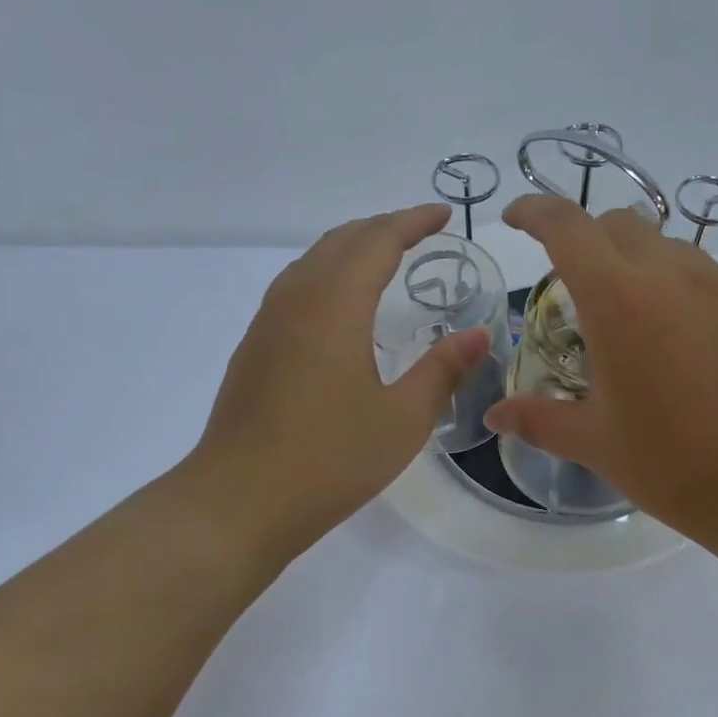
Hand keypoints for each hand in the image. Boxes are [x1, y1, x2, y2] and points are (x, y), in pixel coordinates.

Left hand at [183, 204, 489, 563]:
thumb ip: (443, 370)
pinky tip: (341, 304)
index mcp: (335, 305)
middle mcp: (296, 299)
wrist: (238, 501)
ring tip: (386, 257)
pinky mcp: (254, 348)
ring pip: (312, 260)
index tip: (445, 215)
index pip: (379, 241)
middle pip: (341, 240)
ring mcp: (268, 322)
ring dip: (352, 247)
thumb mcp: (403, 418)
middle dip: (384, 227)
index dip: (414, 221)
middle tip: (422, 231)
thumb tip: (479, 334)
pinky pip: (296, 286)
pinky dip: (329, 273)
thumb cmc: (330, 459)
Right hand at [484, 195, 717, 570]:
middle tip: (580, 289)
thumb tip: (495, 414)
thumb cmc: (677, 467)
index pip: (567, 227)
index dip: (535, 211)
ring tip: (642, 326)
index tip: (517, 219)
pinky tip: (698, 353)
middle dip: (589, 241)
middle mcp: (676, 277)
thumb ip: (540, 419)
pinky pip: (717, 284)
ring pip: (672, 250)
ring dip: (642, 268)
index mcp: (621, 301)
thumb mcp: (598, 445)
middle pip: (620, 225)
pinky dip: (690, 298)